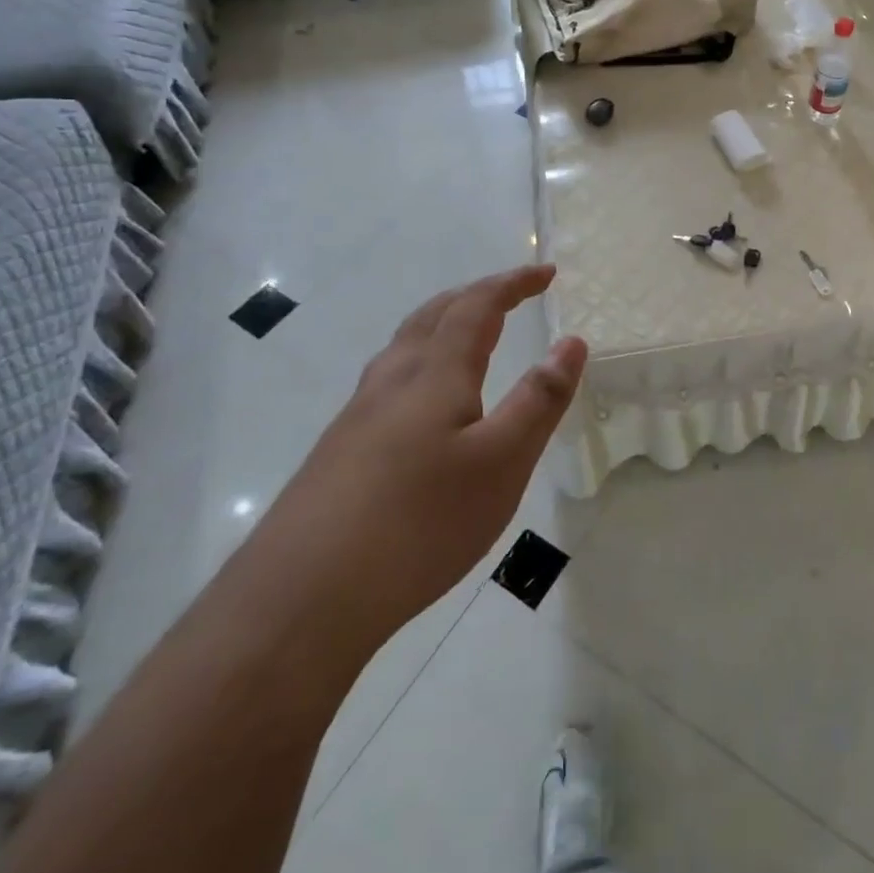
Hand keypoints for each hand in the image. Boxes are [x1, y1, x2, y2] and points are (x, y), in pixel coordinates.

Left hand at [259, 265, 586, 651]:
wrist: (302, 598)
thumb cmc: (420, 522)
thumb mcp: (502, 462)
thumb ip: (539, 400)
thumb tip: (571, 341)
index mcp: (435, 373)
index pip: (477, 306)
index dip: (513, 283)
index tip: (547, 274)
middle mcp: (392, 381)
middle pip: (433, 315)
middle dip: (475, 296)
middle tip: (511, 295)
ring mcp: (358, 416)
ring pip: (404, 347)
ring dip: (442, 325)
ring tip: (469, 337)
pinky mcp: (339, 452)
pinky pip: (388, 382)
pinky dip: (421, 363)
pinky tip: (423, 407)